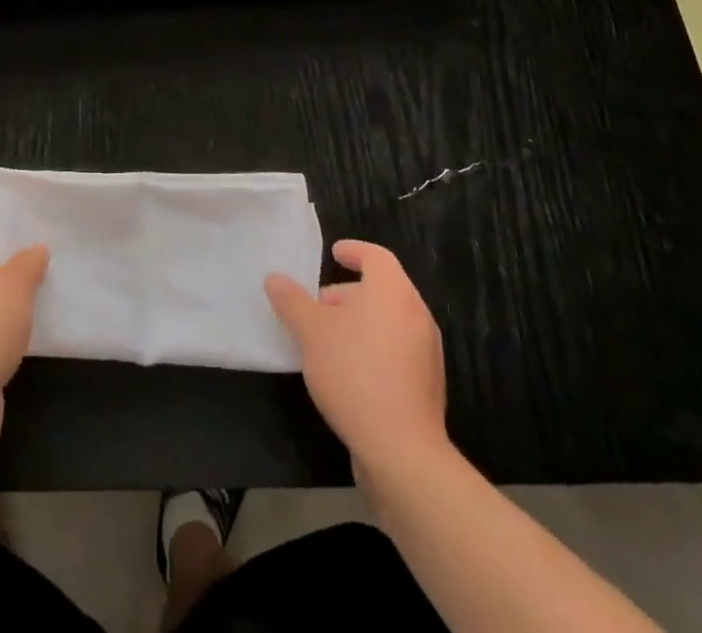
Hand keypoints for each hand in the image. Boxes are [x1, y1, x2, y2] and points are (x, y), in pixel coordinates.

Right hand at [265, 240, 447, 471]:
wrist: (402, 450)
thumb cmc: (354, 372)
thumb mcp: (310, 331)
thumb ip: (292, 301)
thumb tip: (275, 279)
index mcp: (393, 292)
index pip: (376, 256)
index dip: (354, 251)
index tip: (334, 253)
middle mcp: (416, 315)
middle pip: (383, 290)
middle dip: (348, 293)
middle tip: (318, 306)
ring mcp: (426, 353)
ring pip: (389, 322)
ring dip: (360, 323)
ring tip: (327, 341)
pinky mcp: (426, 386)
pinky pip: (397, 351)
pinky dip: (373, 348)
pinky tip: (347, 372)